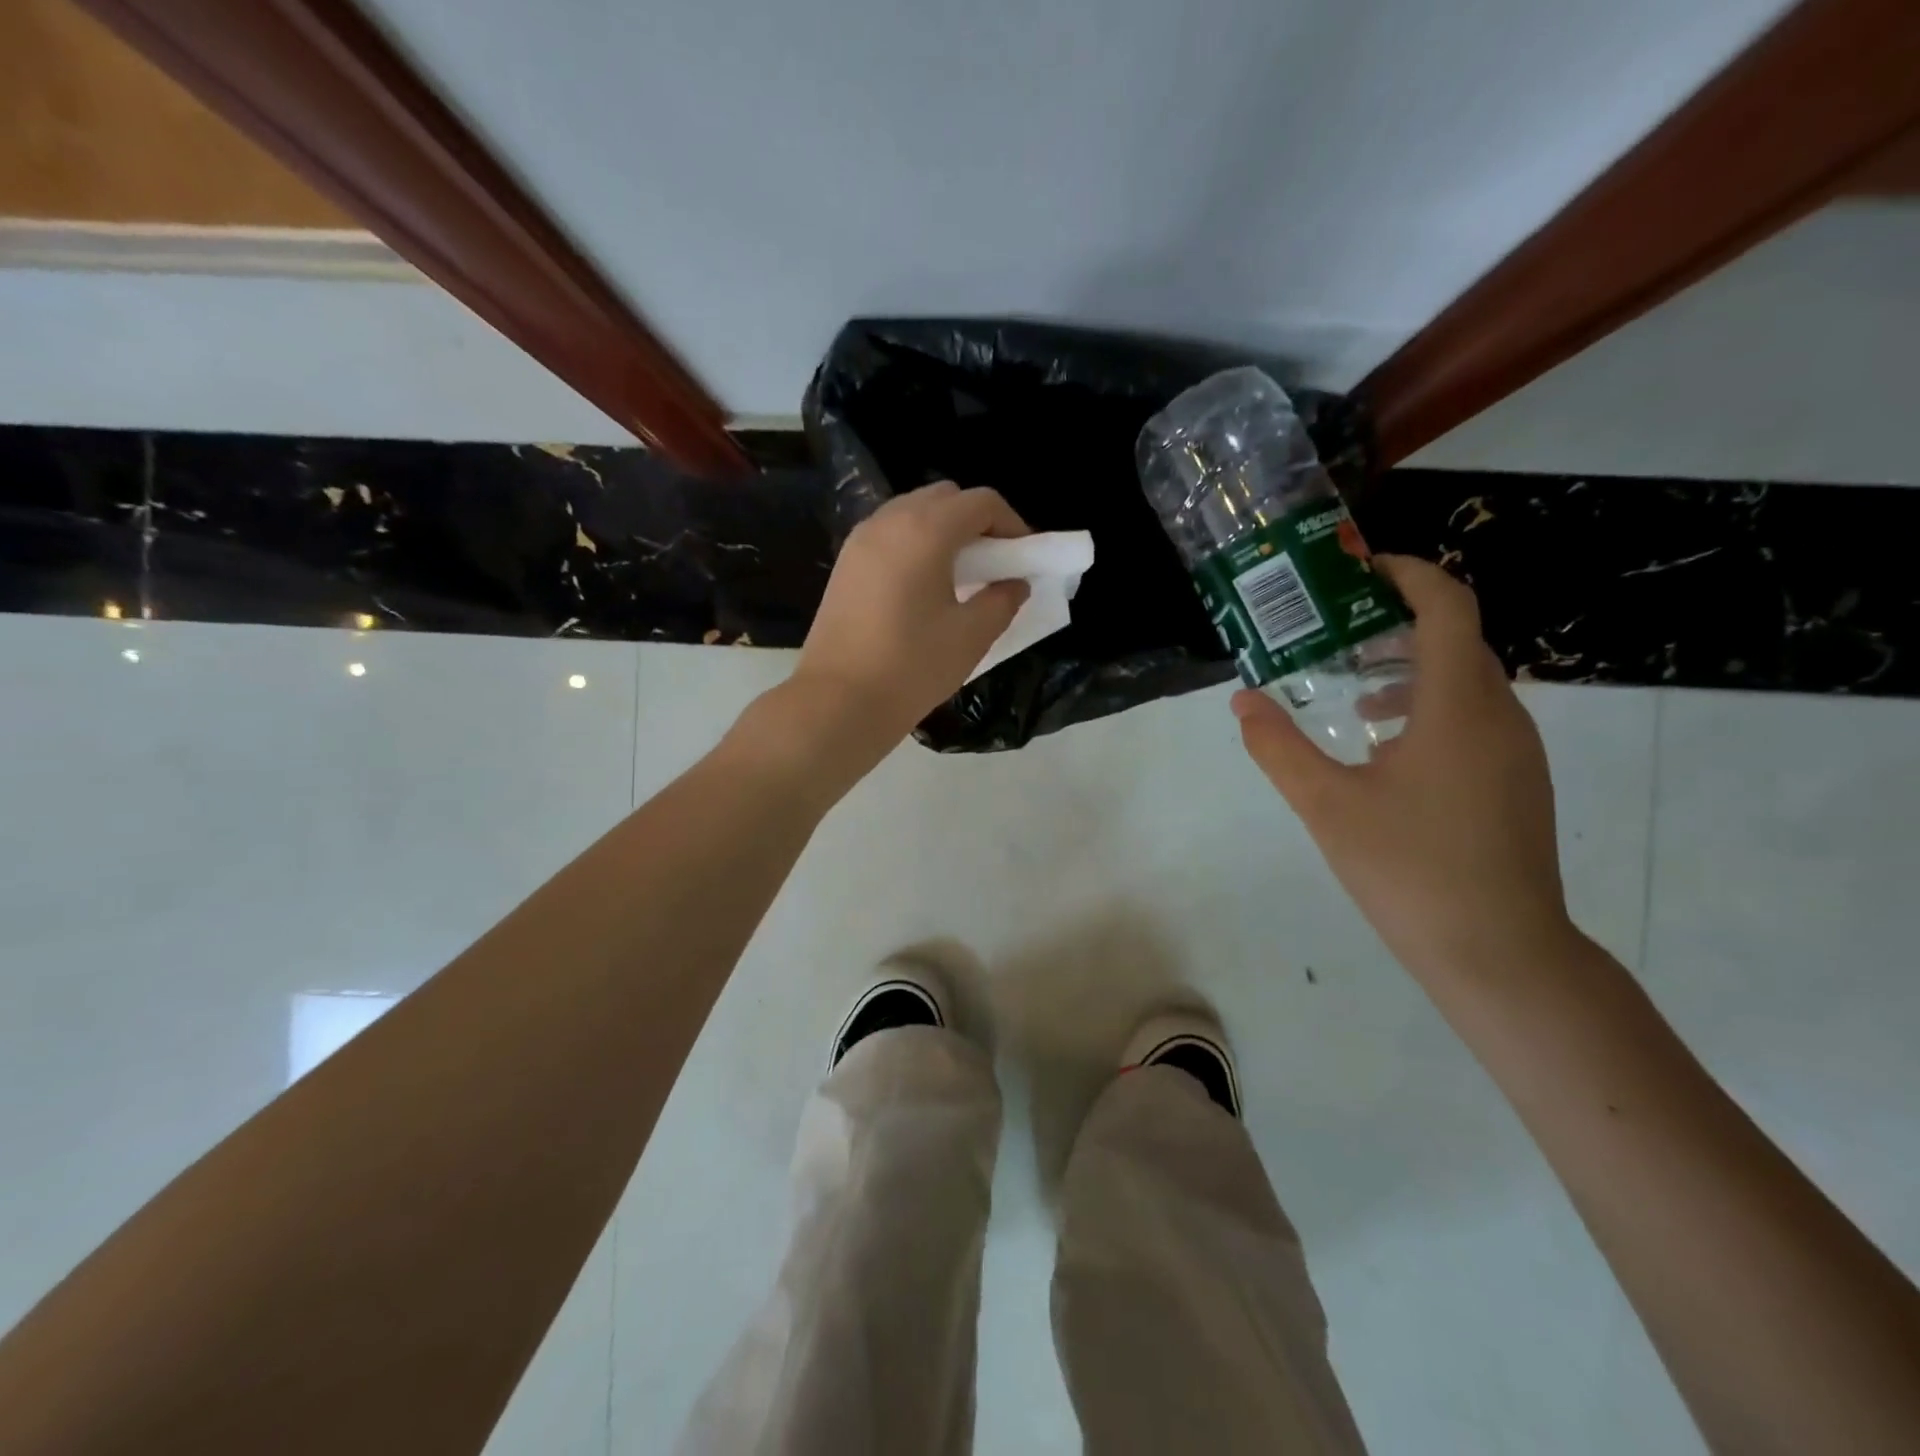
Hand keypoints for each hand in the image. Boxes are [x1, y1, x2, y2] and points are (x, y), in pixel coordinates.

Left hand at [793, 482, 1029, 759]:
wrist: (838, 701)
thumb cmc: (912, 667)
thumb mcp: (971, 636)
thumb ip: (1002, 601)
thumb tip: (1014, 583)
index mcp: (925, 530)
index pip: (981, 502)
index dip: (1012, 523)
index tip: (1024, 558)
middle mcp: (889, 521)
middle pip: (945, 497)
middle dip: (977, 521)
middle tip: (995, 563)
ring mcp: (860, 540)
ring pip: (913, 512)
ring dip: (944, 531)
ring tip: (961, 576)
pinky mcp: (845, 563)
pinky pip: (890, 534)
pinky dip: (916, 544)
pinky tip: (924, 587)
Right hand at [1233, 555, 1576, 980]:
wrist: (1499, 952)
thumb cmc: (1410, 868)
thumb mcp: (1326, 805)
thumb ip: (1278, 747)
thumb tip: (1242, 701)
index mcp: (1457, 706)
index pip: (1447, 607)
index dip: (1407, 575)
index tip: (1358, 572)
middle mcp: (1498, 715)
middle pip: (1457, 639)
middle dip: (1398, 623)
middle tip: (1336, 632)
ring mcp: (1517, 752)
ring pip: (1466, 682)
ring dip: (1411, 669)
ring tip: (1353, 691)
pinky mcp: (1518, 783)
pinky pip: (1474, 718)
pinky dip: (1429, 708)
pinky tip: (1385, 749)